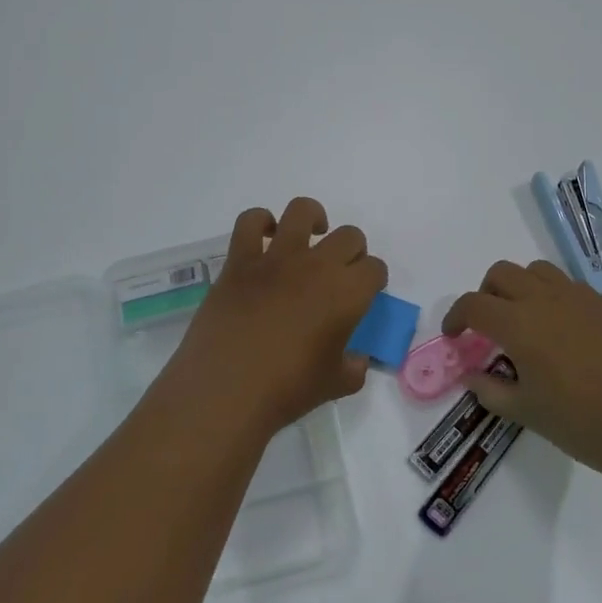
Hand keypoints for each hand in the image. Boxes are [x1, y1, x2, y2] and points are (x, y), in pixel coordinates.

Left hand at [166, 197, 387, 437]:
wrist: (226, 391)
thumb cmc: (287, 390)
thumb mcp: (335, 385)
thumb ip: (354, 368)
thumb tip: (357, 360)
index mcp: (347, 293)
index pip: (374, 268)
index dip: (373, 279)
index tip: (365, 292)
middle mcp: (317, 266)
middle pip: (349, 236)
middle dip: (352, 251)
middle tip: (340, 273)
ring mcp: (276, 259)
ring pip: (302, 211)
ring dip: (313, 219)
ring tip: (310, 236)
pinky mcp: (240, 261)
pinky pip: (251, 223)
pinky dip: (260, 222)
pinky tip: (265, 238)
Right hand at [444, 260, 601, 481]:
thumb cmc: (583, 423)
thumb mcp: (527, 412)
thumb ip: (492, 390)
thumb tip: (472, 376)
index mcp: (519, 324)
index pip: (474, 304)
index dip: (456, 317)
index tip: (454, 336)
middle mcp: (544, 299)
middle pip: (501, 274)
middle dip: (485, 294)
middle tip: (486, 327)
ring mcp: (577, 298)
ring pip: (535, 270)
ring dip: (518, 286)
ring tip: (521, 320)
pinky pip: (566, 284)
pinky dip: (550, 294)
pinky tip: (558, 329)